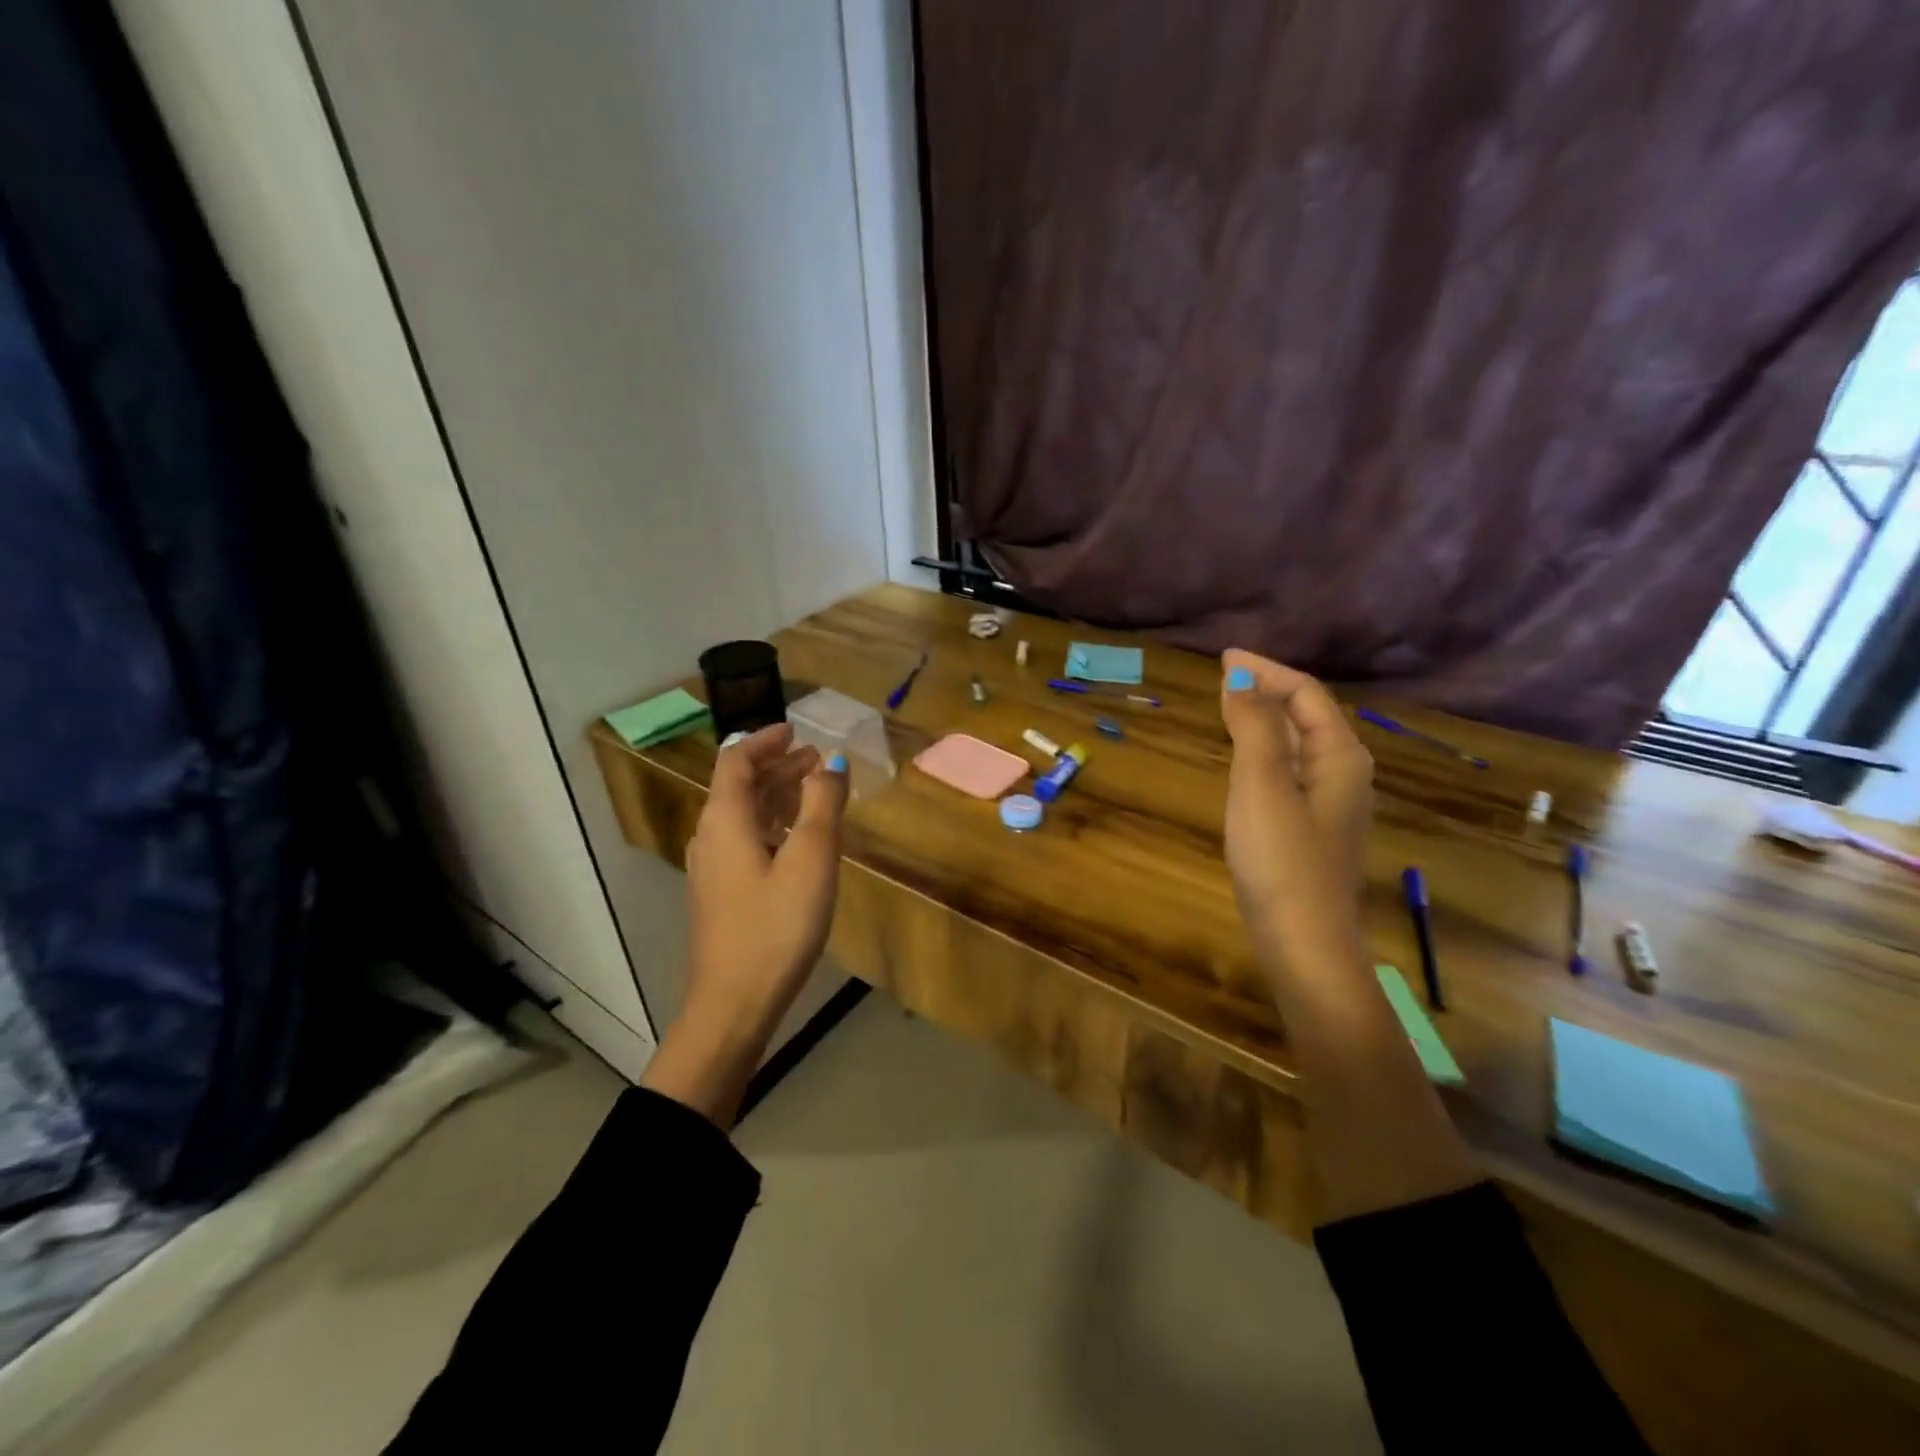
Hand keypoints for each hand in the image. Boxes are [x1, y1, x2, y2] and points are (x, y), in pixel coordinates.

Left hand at [684, 723, 849, 1030]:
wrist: (734, 1003)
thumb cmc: (776, 925)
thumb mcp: (811, 858)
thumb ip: (822, 804)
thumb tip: (831, 761)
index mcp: (725, 820)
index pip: (736, 760)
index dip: (765, 740)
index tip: (796, 729)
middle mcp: (710, 836)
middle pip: (738, 786)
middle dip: (777, 767)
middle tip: (816, 760)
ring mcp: (712, 869)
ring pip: (743, 815)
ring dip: (776, 796)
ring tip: (814, 792)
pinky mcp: (721, 894)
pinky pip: (745, 840)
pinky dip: (772, 824)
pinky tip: (798, 840)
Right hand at [1219, 651, 1372, 958]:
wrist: (1304, 943)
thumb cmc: (1282, 859)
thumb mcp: (1262, 784)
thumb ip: (1254, 727)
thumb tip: (1240, 679)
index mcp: (1340, 757)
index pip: (1305, 694)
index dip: (1265, 670)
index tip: (1223, 658)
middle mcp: (1345, 775)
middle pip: (1308, 716)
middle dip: (1268, 690)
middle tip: (1225, 679)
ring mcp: (1331, 806)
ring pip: (1300, 745)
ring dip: (1267, 719)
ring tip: (1231, 708)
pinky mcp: (1312, 831)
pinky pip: (1290, 771)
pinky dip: (1265, 752)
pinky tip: (1246, 763)